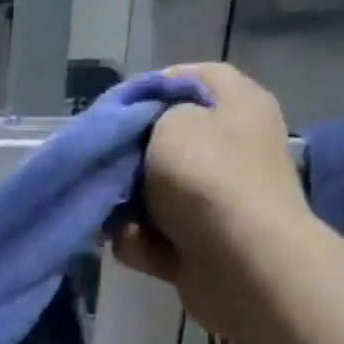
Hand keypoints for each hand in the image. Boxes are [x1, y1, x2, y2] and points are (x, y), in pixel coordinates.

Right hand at [113, 62, 305, 285]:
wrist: (241, 264)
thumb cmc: (207, 180)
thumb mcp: (171, 125)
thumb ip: (148, 121)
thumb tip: (141, 144)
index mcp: (239, 106)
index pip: (193, 78)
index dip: (150, 88)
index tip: (113, 111)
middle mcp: (233, 149)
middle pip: (167, 145)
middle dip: (128, 162)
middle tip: (101, 170)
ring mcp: (218, 202)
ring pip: (154, 198)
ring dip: (128, 212)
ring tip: (116, 221)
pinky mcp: (202, 246)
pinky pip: (157, 238)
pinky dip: (142, 244)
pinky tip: (137, 248)